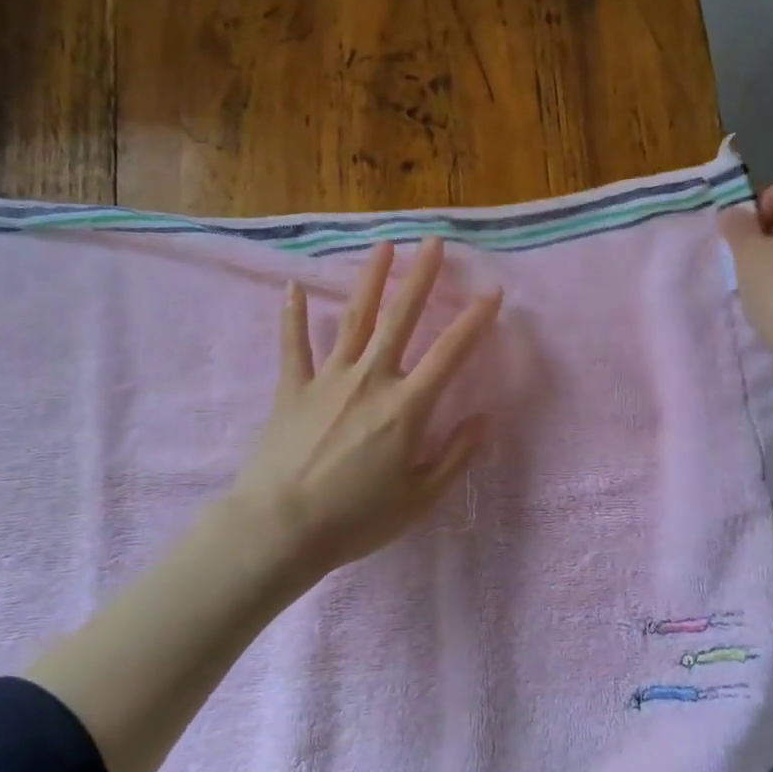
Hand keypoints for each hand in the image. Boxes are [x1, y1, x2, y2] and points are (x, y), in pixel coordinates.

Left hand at [230, 238, 502, 583]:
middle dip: (420, 276)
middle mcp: (370, 378)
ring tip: (382, 247)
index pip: (450, 352)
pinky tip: (290, 285)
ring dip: (370, 280)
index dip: (475, 320)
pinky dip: (291, 314)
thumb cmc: (356, 519)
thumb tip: (485, 418)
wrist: (280, 530)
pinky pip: (293, 344)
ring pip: (354, 318)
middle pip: (401, 317)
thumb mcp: (420, 498)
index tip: (492, 291)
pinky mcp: (292, 387)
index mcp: (406, 406)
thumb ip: (457, 455)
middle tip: (433, 241)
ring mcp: (328, 378)